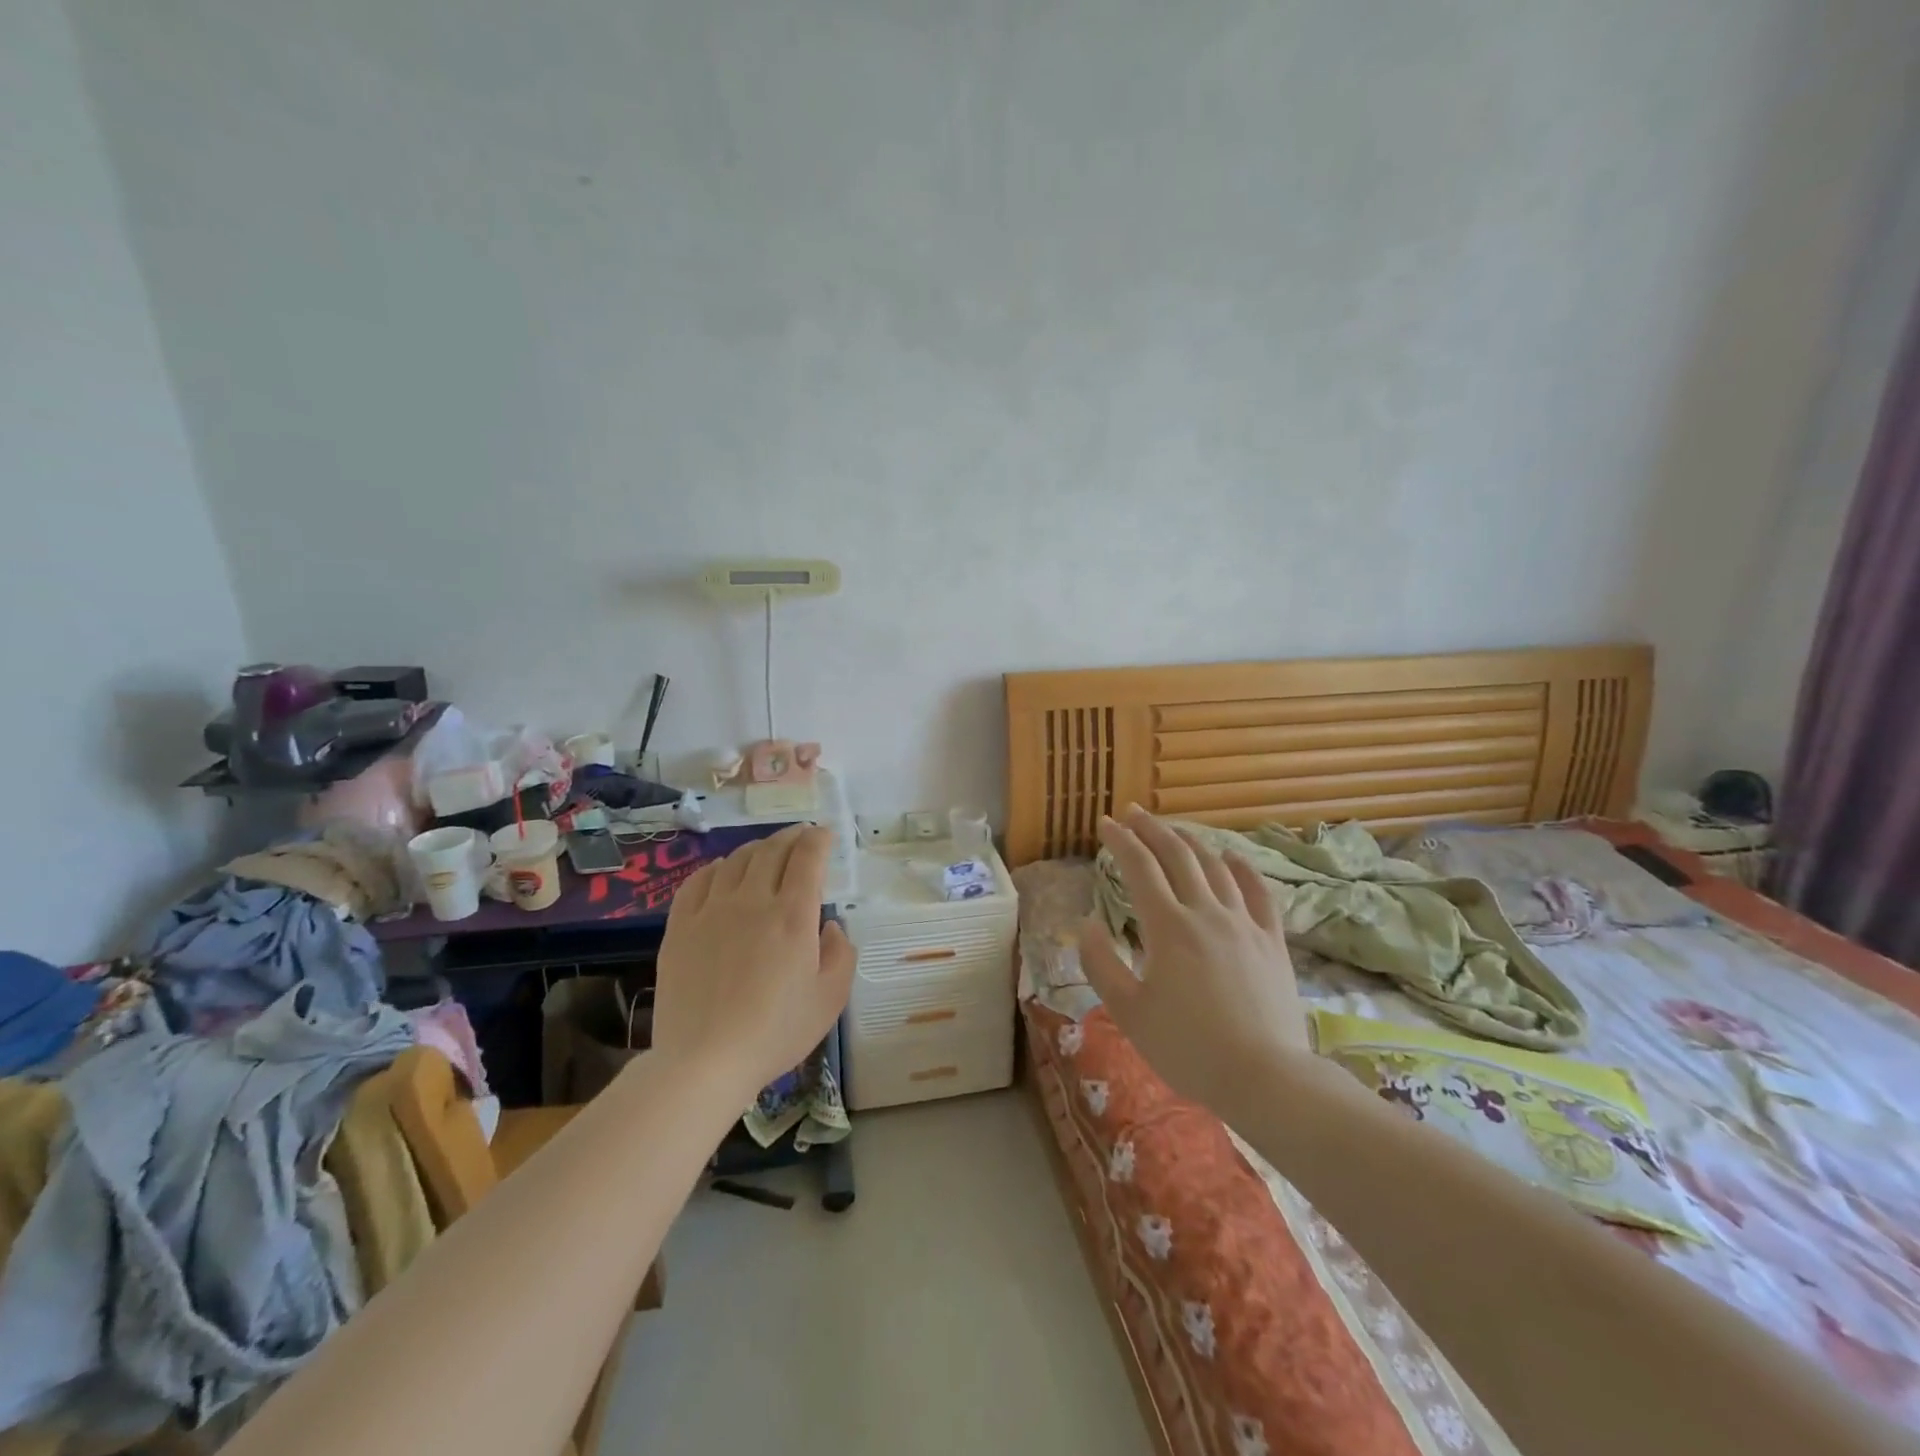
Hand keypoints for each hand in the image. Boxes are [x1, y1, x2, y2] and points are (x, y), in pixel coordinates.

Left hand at [653, 825, 854, 1097]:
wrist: (704, 1061)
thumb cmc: (776, 1032)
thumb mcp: (830, 999)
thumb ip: (841, 954)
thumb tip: (831, 926)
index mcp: (793, 916)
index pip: (807, 857)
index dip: (819, 838)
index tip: (825, 834)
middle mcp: (753, 901)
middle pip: (772, 850)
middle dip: (791, 836)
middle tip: (802, 835)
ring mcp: (712, 911)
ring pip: (736, 860)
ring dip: (757, 848)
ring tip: (767, 851)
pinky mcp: (680, 927)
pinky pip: (698, 881)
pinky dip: (715, 868)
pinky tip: (721, 871)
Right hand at [1078, 807, 1307, 1111]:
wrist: (1265, 1078)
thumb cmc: (1188, 1048)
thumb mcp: (1129, 1013)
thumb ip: (1102, 964)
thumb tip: (1088, 923)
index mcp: (1168, 927)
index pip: (1139, 867)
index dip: (1120, 840)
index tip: (1104, 823)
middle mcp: (1206, 912)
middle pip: (1177, 855)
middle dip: (1151, 829)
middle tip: (1132, 813)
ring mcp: (1244, 923)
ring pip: (1215, 866)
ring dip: (1190, 841)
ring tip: (1172, 830)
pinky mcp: (1272, 941)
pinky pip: (1259, 892)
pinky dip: (1242, 868)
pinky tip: (1232, 857)